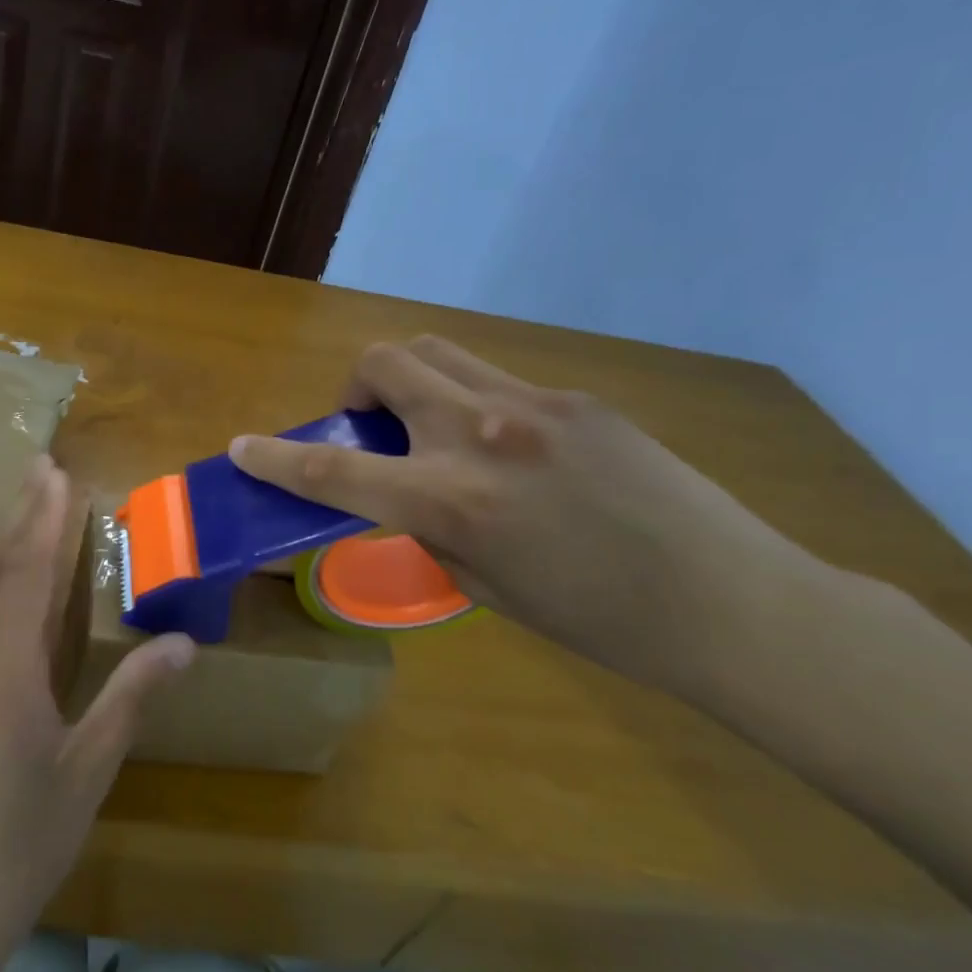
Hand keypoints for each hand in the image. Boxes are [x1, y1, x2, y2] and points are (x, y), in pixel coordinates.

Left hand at [0, 454, 194, 959]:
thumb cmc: (18, 847)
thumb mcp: (87, 774)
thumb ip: (132, 699)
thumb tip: (184, 645)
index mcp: (0, 677)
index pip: (22, 574)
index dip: (41, 518)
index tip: (54, 472)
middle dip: (10, 512)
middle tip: (37, 471)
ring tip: (17, 512)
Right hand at [230, 336, 827, 696]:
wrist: (728, 600)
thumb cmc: (596, 620)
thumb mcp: (485, 586)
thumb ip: (430, 527)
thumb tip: (405, 493)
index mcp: (451, 501)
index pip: (334, 471)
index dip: (276, 458)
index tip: (242, 447)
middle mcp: (480, 434)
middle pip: (384, 362)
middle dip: (357, 387)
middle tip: (373, 426)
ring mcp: (532, 404)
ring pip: (437, 351)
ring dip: (409, 379)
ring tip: (430, 425)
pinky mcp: (575, 397)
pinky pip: (495, 378)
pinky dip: (470, 400)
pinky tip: (509, 448)